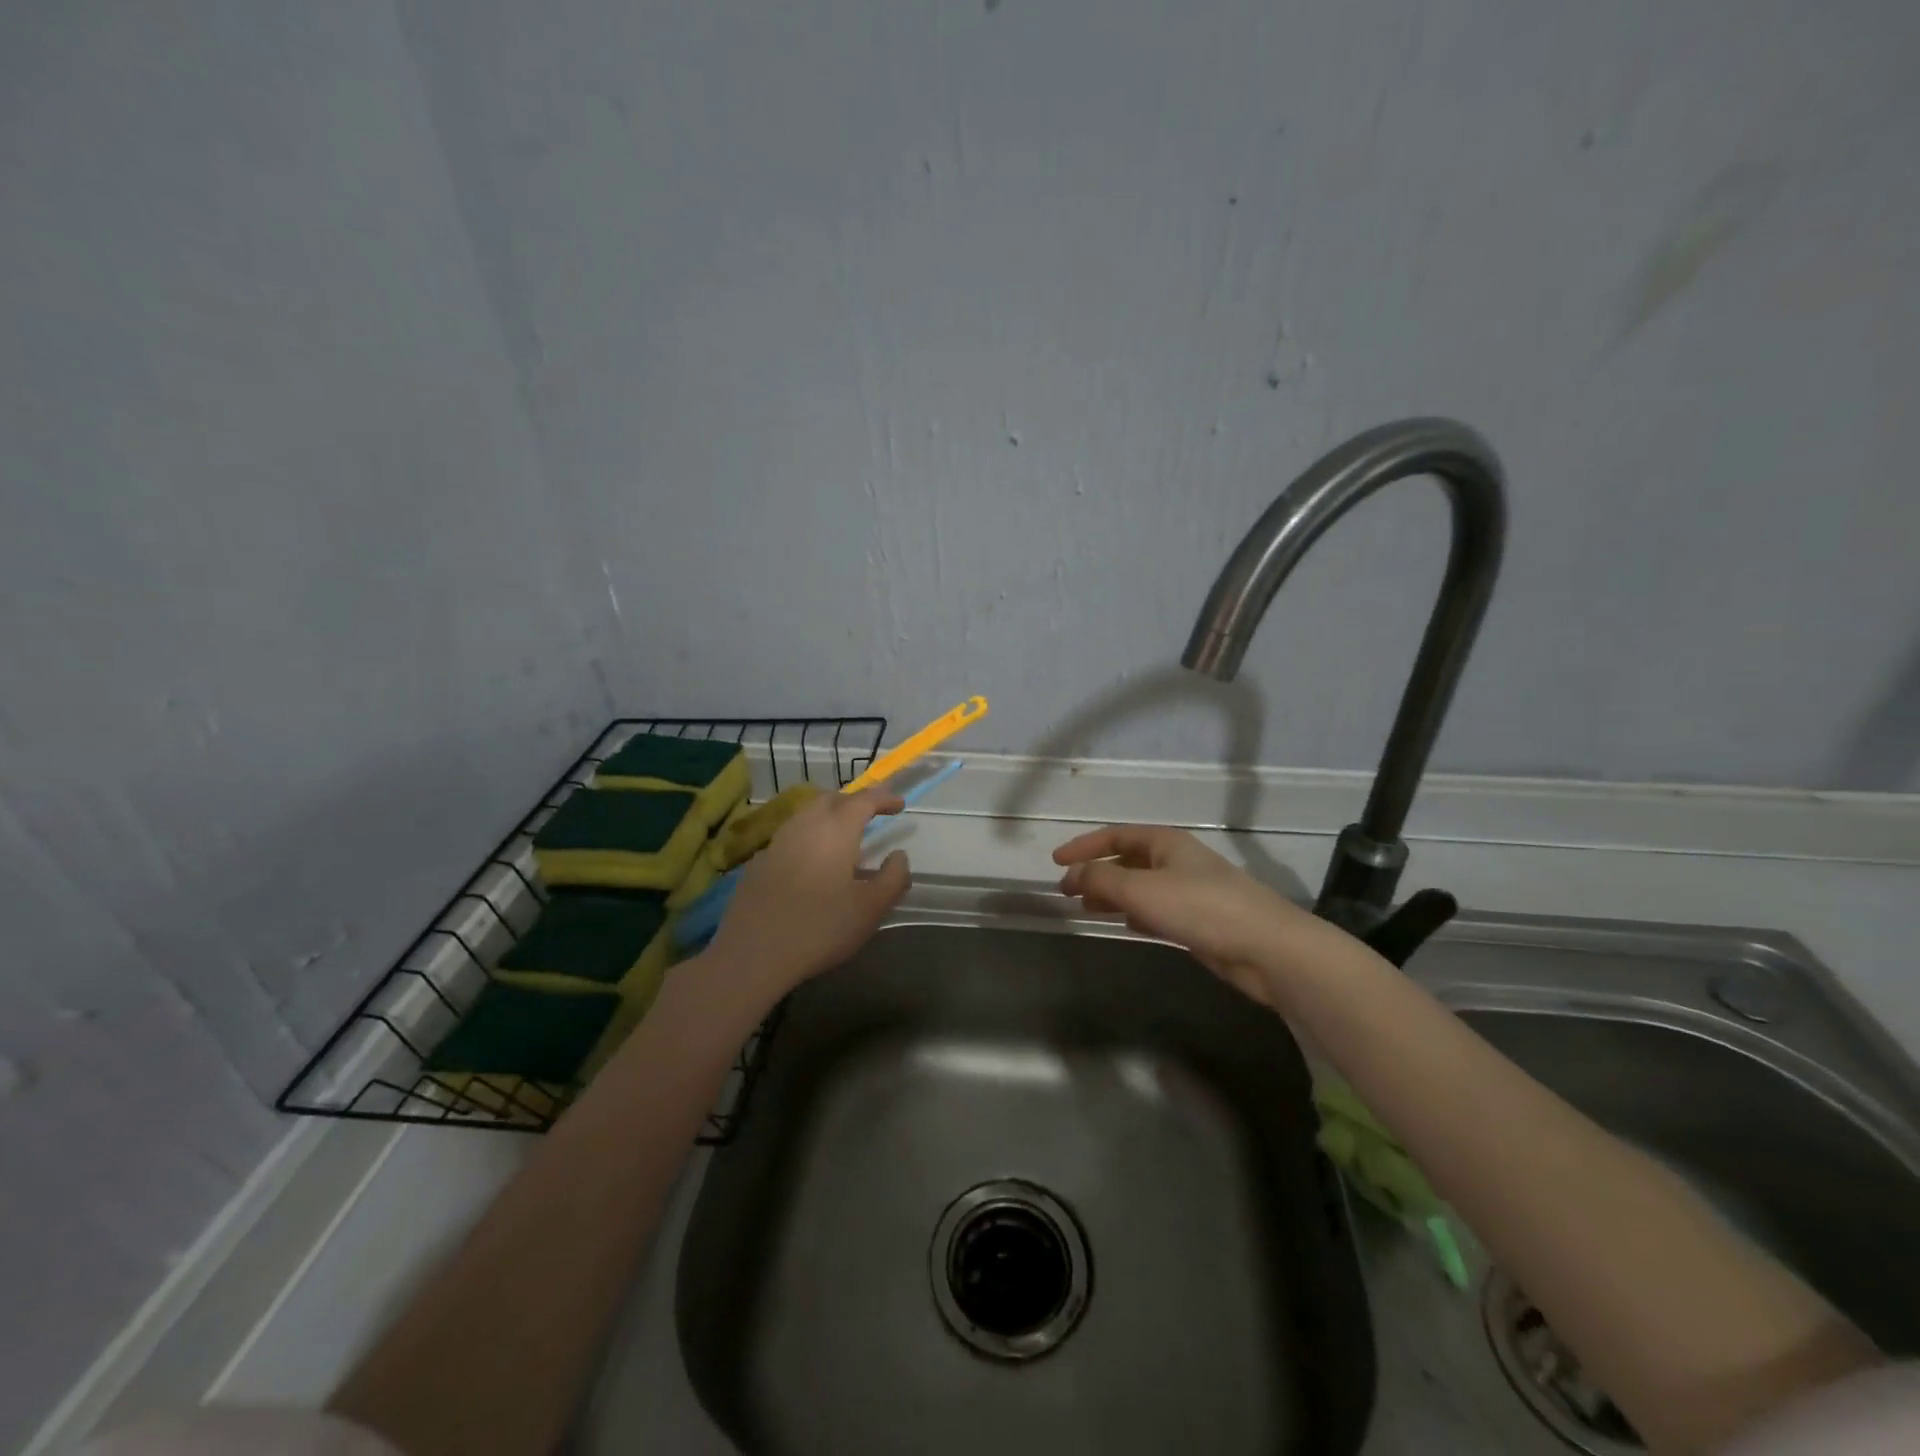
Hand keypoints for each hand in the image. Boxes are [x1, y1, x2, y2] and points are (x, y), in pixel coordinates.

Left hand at [706, 787, 910, 1002]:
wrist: (753, 954)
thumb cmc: (821, 927)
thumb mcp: (871, 908)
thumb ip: (893, 878)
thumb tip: (898, 856)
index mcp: (836, 830)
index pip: (863, 800)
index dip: (883, 798)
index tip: (899, 804)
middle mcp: (805, 826)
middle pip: (831, 799)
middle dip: (853, 802)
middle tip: (870, 816)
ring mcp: (777, 843)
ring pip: (806, 815)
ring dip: (828, 817)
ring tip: (842, 838)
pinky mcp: (759, 863)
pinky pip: (790, 837)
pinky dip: (808, 838)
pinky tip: (811, 863)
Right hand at [1052, 825, 1321, 1005]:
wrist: (1266, 948)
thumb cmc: (1200, 908)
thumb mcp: (1141, 889)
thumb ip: (1101, 879)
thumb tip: (1071, 875)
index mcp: (1165, 842)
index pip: (1115, 835)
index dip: (1083, 846)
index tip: (1055, 862)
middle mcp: (1177, 860)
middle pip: (1128, 859)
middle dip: (1096, 872)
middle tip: (1068, 891)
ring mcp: (1190, 890)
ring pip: (1141, 886)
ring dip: (1113, 894)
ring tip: (1088, 909)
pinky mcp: (1199, 920)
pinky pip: (1157, 909)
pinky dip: (1135, 913)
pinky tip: (1125, 926)